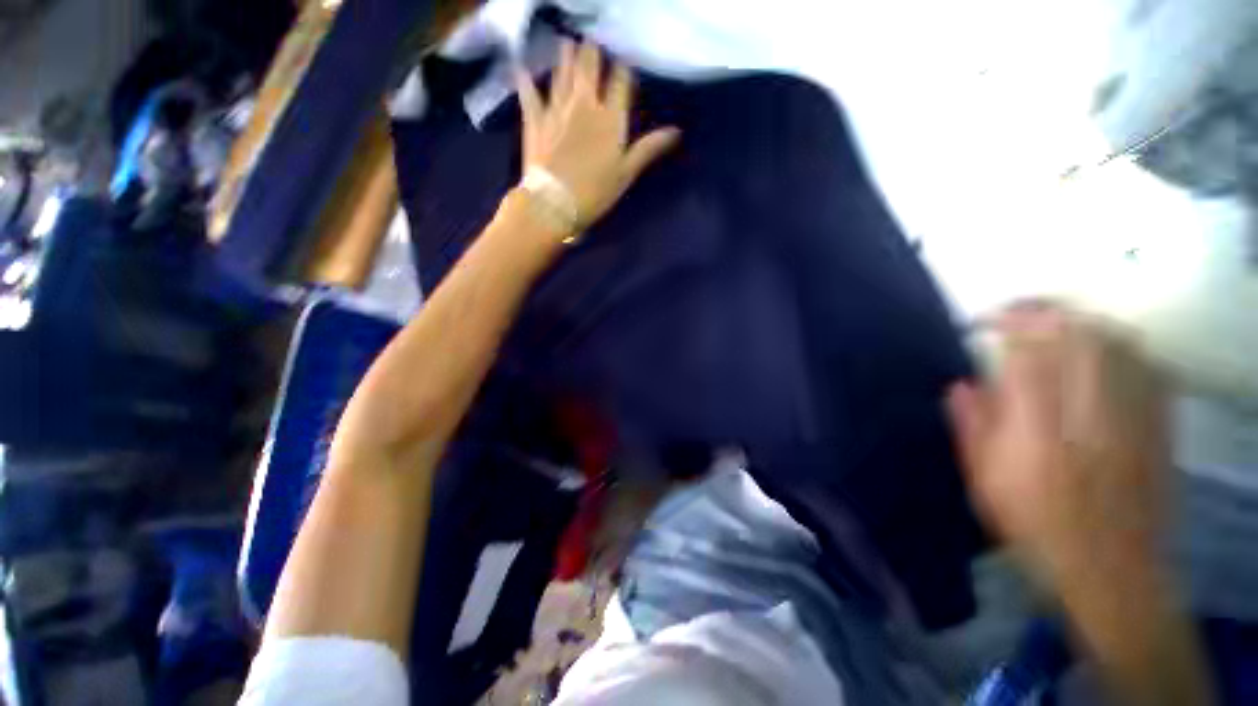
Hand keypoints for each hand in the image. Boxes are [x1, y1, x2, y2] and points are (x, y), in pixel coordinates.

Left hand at [515, 40, 679, 227]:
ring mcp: (556, 108)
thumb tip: (676, 131)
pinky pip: (529, 92)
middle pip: (588, 65)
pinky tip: (524, 69)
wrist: (554, 203)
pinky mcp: (534, 119)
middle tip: (593, 43)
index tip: (624, 63)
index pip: (620, 80)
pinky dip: (526, 80)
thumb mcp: (626, 173)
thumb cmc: (595, 193)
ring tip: (568, 44)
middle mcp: (583, 104)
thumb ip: (648, 149)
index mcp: (610, 117)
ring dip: (566, 55)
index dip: (623, 67)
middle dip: (592, 52)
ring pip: (562, 71)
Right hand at [946, 302, 1169, 588]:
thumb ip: (972, 428)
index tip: (983, 321)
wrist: (1112, 570)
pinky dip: (1125, 346)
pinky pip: (1149, 366)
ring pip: (1118, 343)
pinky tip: (1109, 347)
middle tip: (1019, 311)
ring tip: (1058, 322)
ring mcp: (1134, 417)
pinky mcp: (1160, 424)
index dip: (1006, 326)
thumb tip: (960, 384)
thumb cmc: (1036, 526)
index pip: (1026, 355)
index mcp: (1038, 429)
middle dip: (1046, 312)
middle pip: (1079, 337)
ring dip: (1084, 322)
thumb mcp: (985, 482)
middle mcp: (1091, 414)